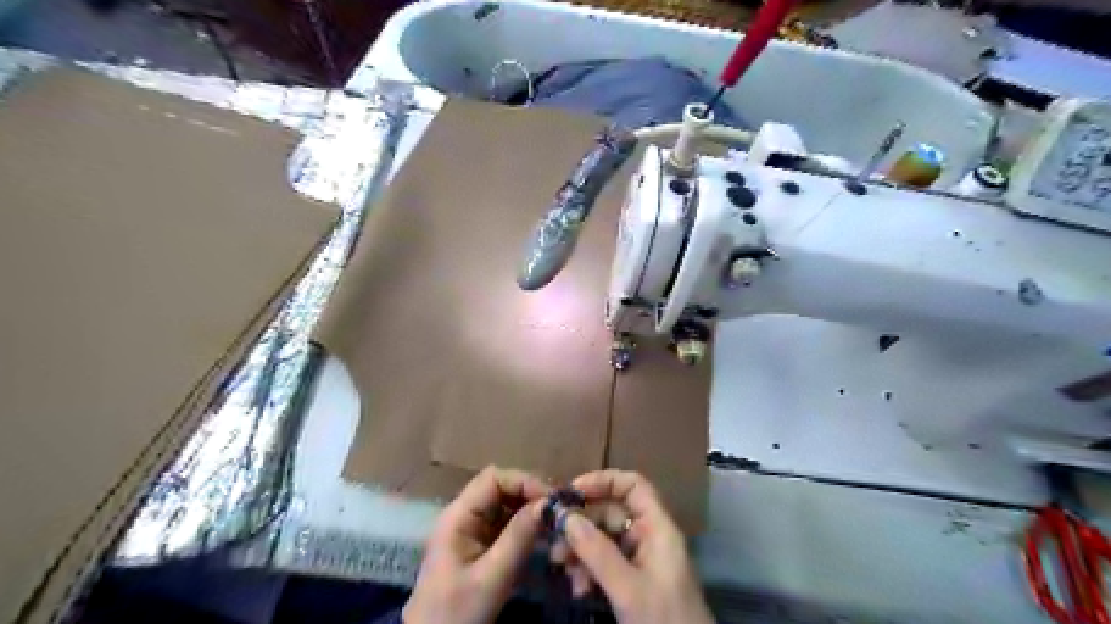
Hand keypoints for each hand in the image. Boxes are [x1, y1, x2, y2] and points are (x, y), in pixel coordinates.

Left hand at [405, 465, 551, 623]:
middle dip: (531, 495)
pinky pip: (507, 523)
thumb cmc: (457, 613)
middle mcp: (465, 515)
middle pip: (501, 488)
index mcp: (458, 516)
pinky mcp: (480, 545)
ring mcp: (472, 529)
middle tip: (560, 510)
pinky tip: (544, 535)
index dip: (524, 482)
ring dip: (531, 509)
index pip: (494, 479)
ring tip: (556, 522)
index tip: (552, 499)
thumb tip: (548, 503)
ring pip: (506, 505)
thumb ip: (519, 537)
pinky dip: (526, 525)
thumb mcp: (492, 576)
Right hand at [566, 469, 709, 621]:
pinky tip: (578, 589)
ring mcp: (642, 560)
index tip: (572, 492)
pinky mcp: (635, 582)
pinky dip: (589, 571)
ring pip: (605, 540)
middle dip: (582, 525)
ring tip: (562, 568)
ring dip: (581, 551)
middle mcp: (650, 537)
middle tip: (555, 541)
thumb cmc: (663, 619)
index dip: (603, 481)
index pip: (633, 485)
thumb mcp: (627, 587)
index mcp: (658, 528)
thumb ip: (597, 551)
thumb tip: (566, 516)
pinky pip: (607, 564)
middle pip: (612, 514)